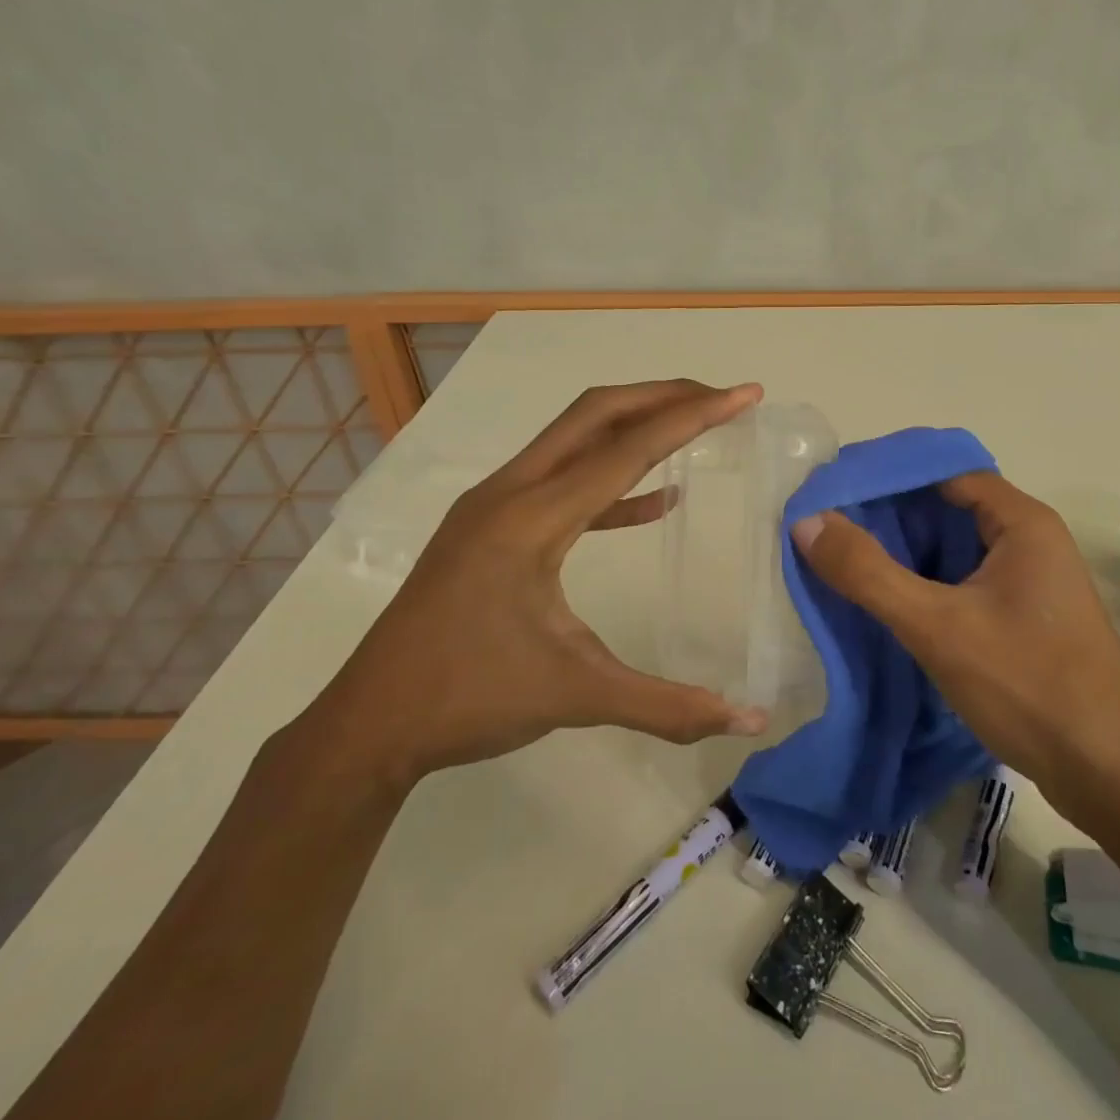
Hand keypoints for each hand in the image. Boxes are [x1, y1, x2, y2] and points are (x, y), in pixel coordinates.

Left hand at [307, 380, 770, 791]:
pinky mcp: (491, 528)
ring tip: (694, 427)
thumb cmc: (468, 700)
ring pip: (575, 440)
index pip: (627, 449)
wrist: (369, 724)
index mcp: (531, 518)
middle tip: (723, 399)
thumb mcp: (576, 695)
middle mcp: (510, 493)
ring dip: (636, 427)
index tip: (744, 395)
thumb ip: (667, 705)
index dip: (692, 417)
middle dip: (664, 397)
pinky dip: (614, 482)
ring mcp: (495, 507)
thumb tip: (751, 721)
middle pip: (596, 414)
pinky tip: (655, 502)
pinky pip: (563, 483)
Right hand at [790, 471, 1119, 807]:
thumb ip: (868, 573)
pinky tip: (887, 602)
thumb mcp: (938, 626)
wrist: (1112, 776)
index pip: (944, 472)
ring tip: (845, 560)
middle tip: (828, 527)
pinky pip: (964, 582)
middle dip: (889, 515)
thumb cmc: (1029, 685)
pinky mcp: (1025, 618)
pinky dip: (925, 584)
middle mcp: (1030, 540)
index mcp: (1022, 522)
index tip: (834, 491)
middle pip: (948, 507)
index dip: (888, 476)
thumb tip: (806, 522)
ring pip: (954, 548)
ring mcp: (1030, 582)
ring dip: (905, 552)